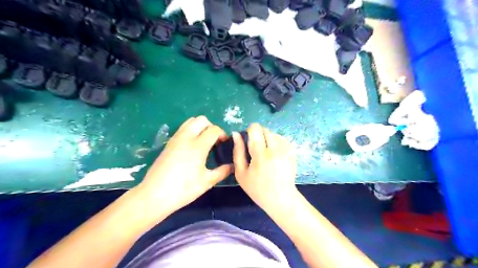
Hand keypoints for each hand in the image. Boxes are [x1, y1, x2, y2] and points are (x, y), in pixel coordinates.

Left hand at [136, 116, 233, 214]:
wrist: (154, 195)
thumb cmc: (183, 189)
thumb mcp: (206, 182)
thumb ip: (222, 172)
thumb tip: (232, 166)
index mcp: (198, 146)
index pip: (214, 129)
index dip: (222, 134)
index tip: (224, 143)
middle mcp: (186, 137)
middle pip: (202, 120)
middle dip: (211, 126)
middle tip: (214, 140)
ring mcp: (176, 139)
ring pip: (190, 121)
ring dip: (200, 126)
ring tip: (204, 141)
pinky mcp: (169, 143)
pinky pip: (182, 128)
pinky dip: (191, 130)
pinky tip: (192, 146)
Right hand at [232, 125, 296, 211]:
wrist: (280, 198)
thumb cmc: (257, 188)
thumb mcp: (241, 173)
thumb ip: (237, 151)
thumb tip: (236, 134)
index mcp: (260, 154)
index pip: (255, 129)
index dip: (250, 130)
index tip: (248, 138)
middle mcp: (275, 149)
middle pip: (265, 129)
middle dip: (258, 134)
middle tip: (256, 148)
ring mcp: (286, 150)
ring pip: (274, 134)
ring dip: (267, 138)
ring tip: (265, 152)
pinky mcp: (292, 152)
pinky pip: (282, 139)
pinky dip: (276, 143)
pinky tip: (274, 154)